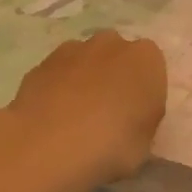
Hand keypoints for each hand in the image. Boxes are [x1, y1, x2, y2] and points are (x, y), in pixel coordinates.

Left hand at [3, 31, 167, 191]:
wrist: (48, 146)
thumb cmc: (112, 145)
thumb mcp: (145, 143)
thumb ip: (142, 121)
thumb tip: (130, 119)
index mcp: (146, 59)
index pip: (152, 67)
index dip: (144, 91)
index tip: (137, 116)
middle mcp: (111, 44)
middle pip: (117, 57)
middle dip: (114, 77)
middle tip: (109, 114)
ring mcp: (71, 50)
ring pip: (84, 63)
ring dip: (84, 82)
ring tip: (76, 120)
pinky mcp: (39, 65)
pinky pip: (57, 76)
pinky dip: (57, 91)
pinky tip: (52, 120)